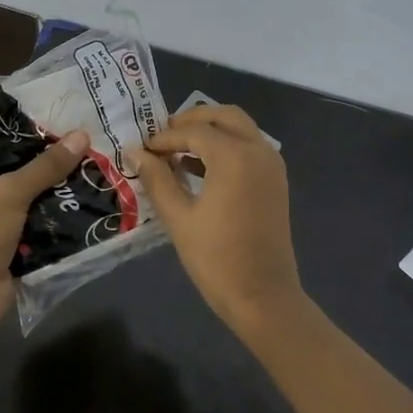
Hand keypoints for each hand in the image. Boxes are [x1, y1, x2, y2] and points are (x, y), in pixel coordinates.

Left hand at [0, 129, 89, 335]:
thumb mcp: (9, 192)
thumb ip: (45, 166)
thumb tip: (81, 136)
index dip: (16, 130)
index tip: (51, 119)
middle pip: (13, 171)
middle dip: (45, 162)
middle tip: (80, 144)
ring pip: (29, 200)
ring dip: (56, 191)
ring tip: (91, 169)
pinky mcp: (11, 249)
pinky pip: (39, 227)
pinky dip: (58, 220)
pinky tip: (87, 204)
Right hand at [136, 104, 302, 329]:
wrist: (263, 296)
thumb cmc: (216, 258)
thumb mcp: (178, 217)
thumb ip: (157, 179)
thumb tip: (136, 152)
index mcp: (234, 156)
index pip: (193, 131)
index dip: (164, 137)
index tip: (142, 148)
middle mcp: (258, 150)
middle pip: (224, 116)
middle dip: (193, 119)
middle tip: (163, 135)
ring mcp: (272, 165)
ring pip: (240, 129)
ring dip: (211, 131)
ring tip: (177, 150)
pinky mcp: (276, 181)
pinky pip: (250, 148)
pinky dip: (227, 146)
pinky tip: (200, 168)